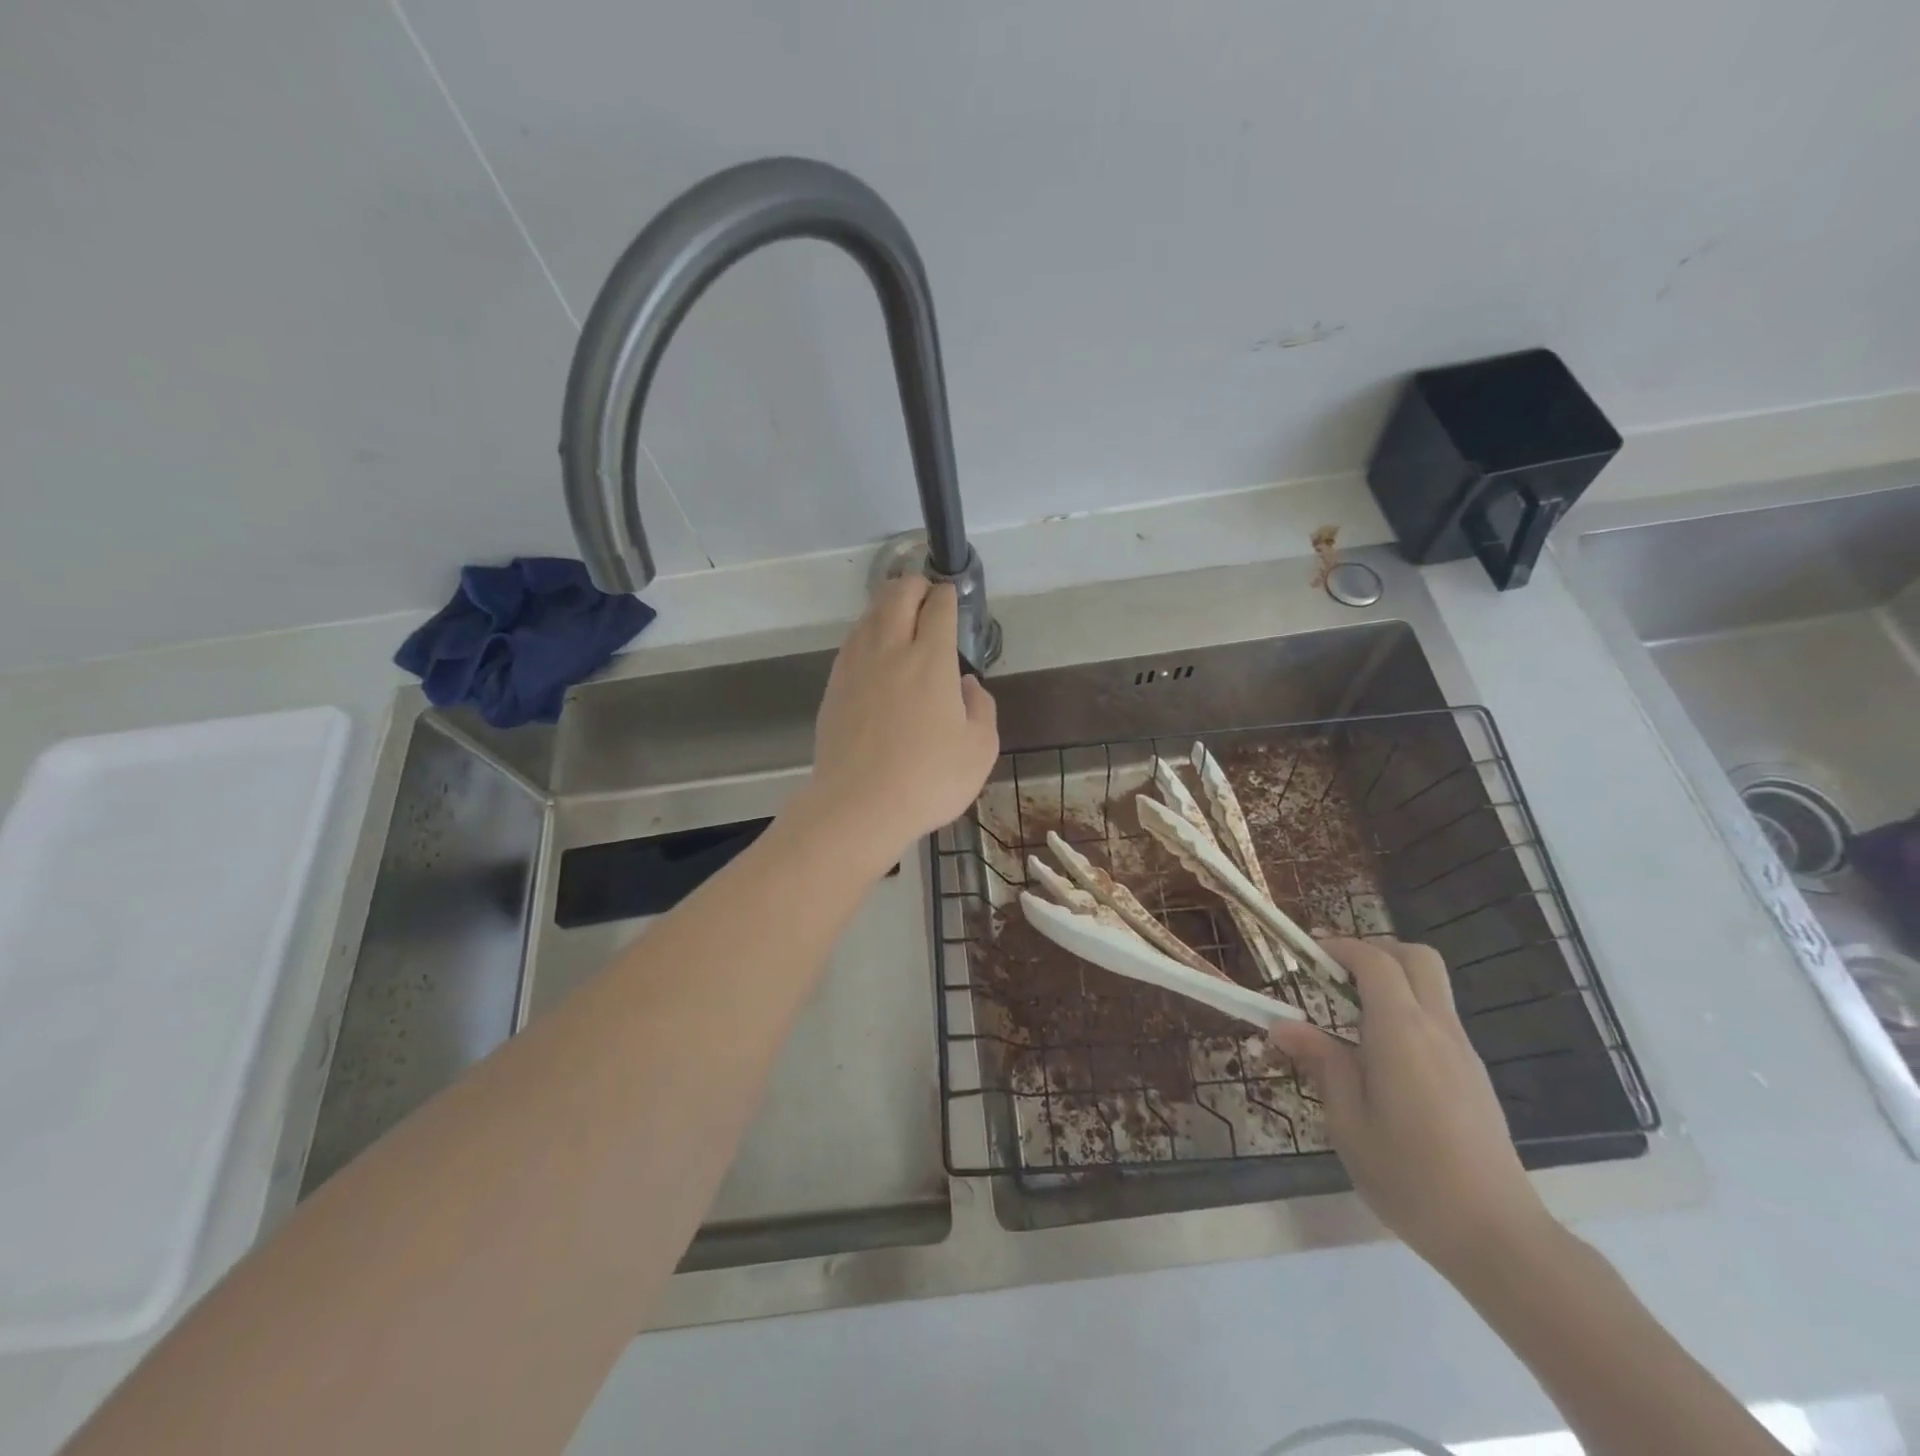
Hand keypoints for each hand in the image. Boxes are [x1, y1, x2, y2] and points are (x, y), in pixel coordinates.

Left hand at [796, 575, 998, 870]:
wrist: (858, 806)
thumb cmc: (928, 780)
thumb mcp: (980, 749)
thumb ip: (981, 707)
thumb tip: (966, 684)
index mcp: (931, 660)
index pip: (938, 607)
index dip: (948, 595)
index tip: (952, 597)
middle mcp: (891, 650)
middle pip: (898, 595)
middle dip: (915, 584)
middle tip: (926, 593)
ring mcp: (856, 665)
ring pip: (870, 614)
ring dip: (887, 603)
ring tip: (899, 611)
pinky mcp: (834, 685)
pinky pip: (852, 640)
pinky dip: (867, 630)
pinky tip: (873, 646)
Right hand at [1270, 937, 1555, 1276]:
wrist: (1498, 1238)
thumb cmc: (1410, 1177)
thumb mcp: (1347, 1122)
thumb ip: (1321, 1063)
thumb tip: (1283, 1026)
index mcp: (1402, 1033)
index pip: (1375, 962)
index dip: (1340, 947)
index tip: (1308, 954)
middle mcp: (1437, 1029)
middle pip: (1416, 958)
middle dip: (1373, 951)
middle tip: (1335, 975)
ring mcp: (1462, 1051)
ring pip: (1431, 986)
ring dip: (1390, 981)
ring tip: (1348, 1016)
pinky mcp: (1473, 1075)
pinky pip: (1438, 1018)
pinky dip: (1406, 1011)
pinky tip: (1380, 1056)